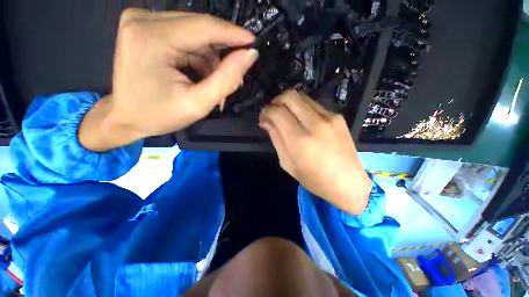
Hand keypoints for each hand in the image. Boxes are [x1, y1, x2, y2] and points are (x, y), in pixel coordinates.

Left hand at [80, 9, 257, 150]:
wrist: (125, 118)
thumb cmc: (160, 115)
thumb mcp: (198, 103)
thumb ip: (226, 79)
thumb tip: (249, 55)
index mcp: (152, 38)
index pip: (204, 27)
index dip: (233, 34)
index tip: (253, 43)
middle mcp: (144, 19)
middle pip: (199, 28)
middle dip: (221, 53)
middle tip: (234, 76)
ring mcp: (142, 20)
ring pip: (194, 33)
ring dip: (209, 58)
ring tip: (213, 83)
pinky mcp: (145, 27)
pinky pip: (183, 36)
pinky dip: (197, 56)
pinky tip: (200, 75)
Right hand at [259, 90, 370, 214]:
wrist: (348, 182)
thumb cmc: (313, 179)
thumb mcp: (287, 163)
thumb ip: (276, 138)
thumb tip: (266, 121)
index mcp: (299, 141)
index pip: (277, 112)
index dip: (266, 111)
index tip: (264, 117)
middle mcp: (314, 125)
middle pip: (290, 96)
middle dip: (276, 101)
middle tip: (273, 112)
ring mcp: (329, 118)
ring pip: (302, 96)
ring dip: (289, 103)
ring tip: (286, 115)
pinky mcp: (338, 117)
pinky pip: (313, 105)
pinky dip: (302, 108)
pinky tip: (302, 120)